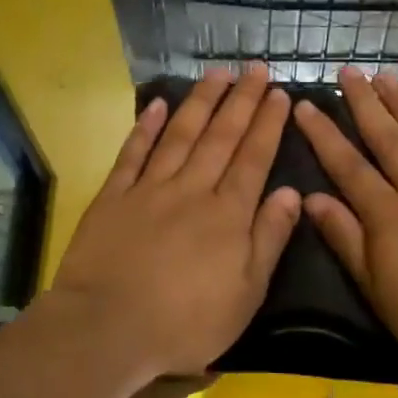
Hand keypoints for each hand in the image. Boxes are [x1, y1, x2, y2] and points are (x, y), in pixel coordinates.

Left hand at [50, 66, 300, 378]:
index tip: (278, 93)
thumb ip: (269, 239)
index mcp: (228, 214)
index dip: (267, 124)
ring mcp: (149, 189)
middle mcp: (192, 190)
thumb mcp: (245, 294)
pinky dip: (146, 127)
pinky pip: (133, 153)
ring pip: (180, 135)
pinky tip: (158, 104)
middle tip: (254, 68)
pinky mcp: (113, 197)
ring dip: (200, 102)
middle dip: (241, 100)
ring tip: (217, 74)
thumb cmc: (185, 322)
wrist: (107, 329)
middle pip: (221, 137)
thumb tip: (290, 193)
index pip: (254, 158)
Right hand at [295, 68, 397, 377]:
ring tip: (386, 76)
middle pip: (389, 141)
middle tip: (348, 72)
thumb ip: (347, 241)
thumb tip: (312, 199)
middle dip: (365, 105)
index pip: (349, 168)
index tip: (306, 105)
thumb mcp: (379, 291)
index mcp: (389, 218)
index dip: (325, 136)